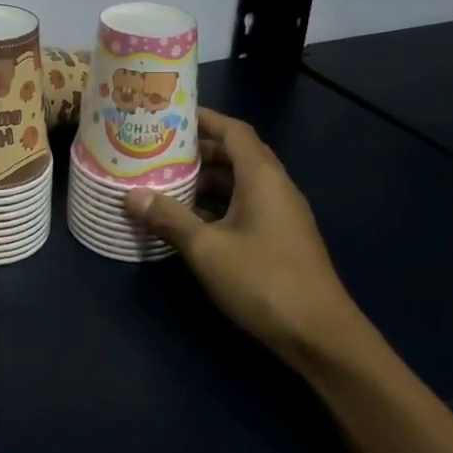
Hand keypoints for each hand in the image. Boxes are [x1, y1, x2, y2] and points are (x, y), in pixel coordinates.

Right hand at [126, 107, 368, 371]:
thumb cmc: (262, 280)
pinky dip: (218, 206)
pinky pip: (245, 207)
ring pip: (240, 184)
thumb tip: (131, 195)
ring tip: (166, 183)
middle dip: (199, 150)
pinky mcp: (281, 240)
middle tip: (159, 150)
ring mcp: (282, 215)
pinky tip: (190, 222)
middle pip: (237, 155)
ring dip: (207, 181)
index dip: (204, 119)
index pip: (234, 131)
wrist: (320, 336)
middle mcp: (276, 188)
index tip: (170, 116)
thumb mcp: (206, 249)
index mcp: (262, 178)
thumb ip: (169, 218)